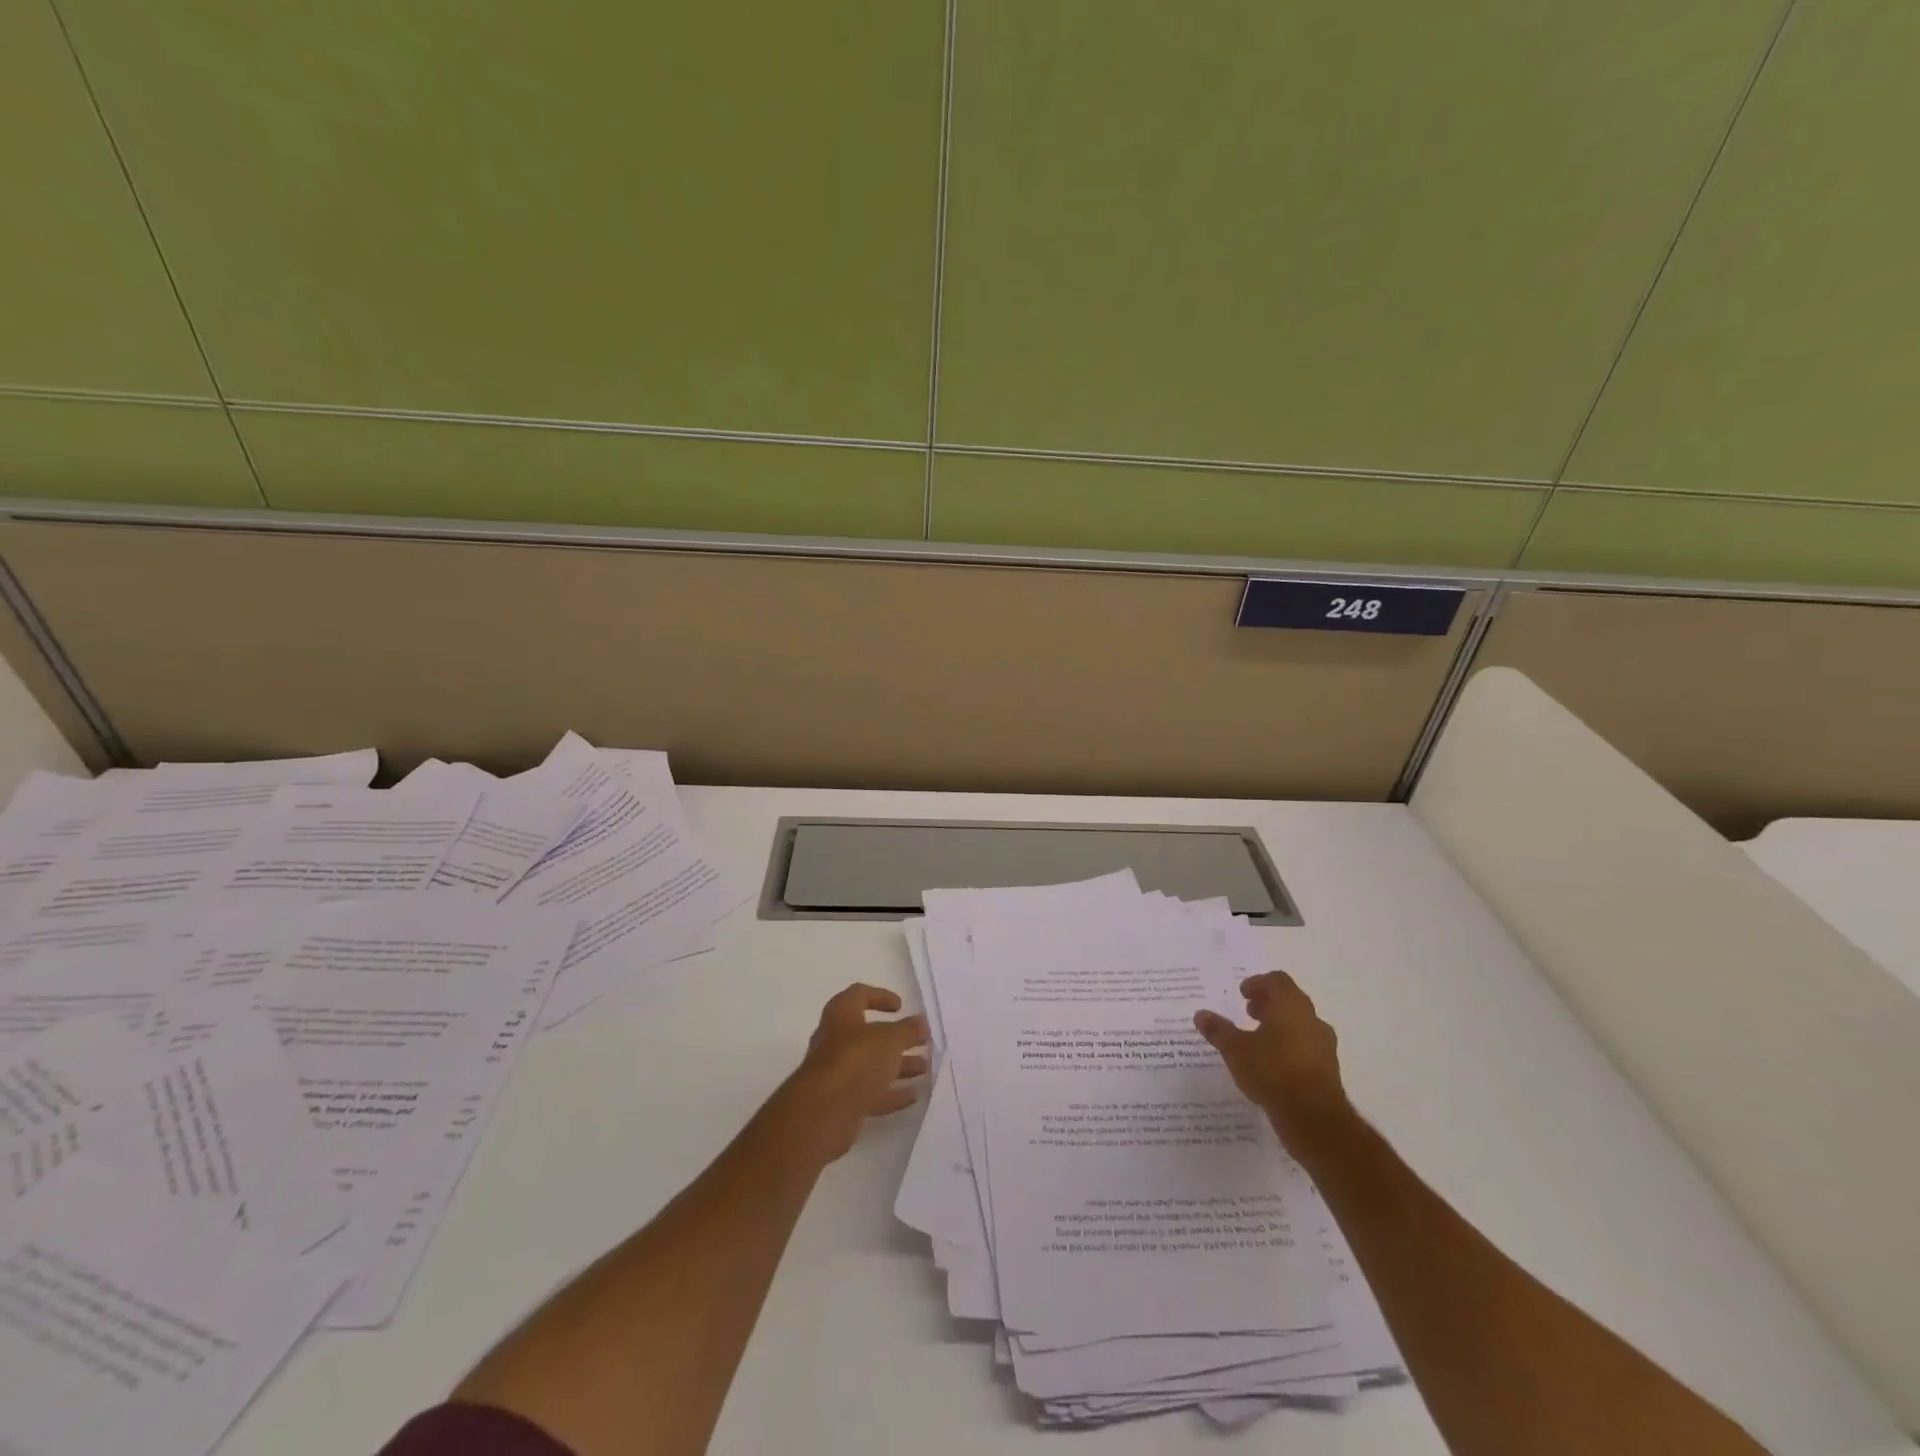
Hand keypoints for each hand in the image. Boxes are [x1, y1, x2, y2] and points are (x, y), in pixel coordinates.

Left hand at [775, 984, 929, 1164]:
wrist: (823, 1113)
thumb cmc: (856, 1060)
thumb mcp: (890, 1039)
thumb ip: (908, 1030)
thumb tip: (921, 1022)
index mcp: (841, 1015)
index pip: (859, 995)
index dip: (880, 997)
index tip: (901, 1006)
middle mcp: (836, 1041)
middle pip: (869, 1035)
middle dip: (897, 1039)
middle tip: (922, 1041)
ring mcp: (838, 1074)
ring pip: (872, 1066)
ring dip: (898, 1066)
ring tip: (925, 1068)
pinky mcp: (842, 1103)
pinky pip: (871, 1093)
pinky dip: (892, 1093)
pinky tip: (914, 1095)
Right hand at [1195, 972, 1351, 1153]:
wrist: (1314, 1118)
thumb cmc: (1272, 1071)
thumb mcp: (1235, 1049)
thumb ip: (1218, 1030)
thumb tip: (1200, 1014)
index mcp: (1291, 1006)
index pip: (1277, 981)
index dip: (1258, 983)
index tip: (1243, 994)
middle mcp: (1312, 1020)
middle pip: (1290, 1001)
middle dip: (1269, 1004)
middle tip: (1249, 1013)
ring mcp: (1324, 1045)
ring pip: (1300, 1025)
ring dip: (1280, 1026)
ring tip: (1258, 1041)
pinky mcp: (1328, 1070)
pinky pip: (1307, 1048)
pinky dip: (1290, 1048)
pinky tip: (1273, 1065)